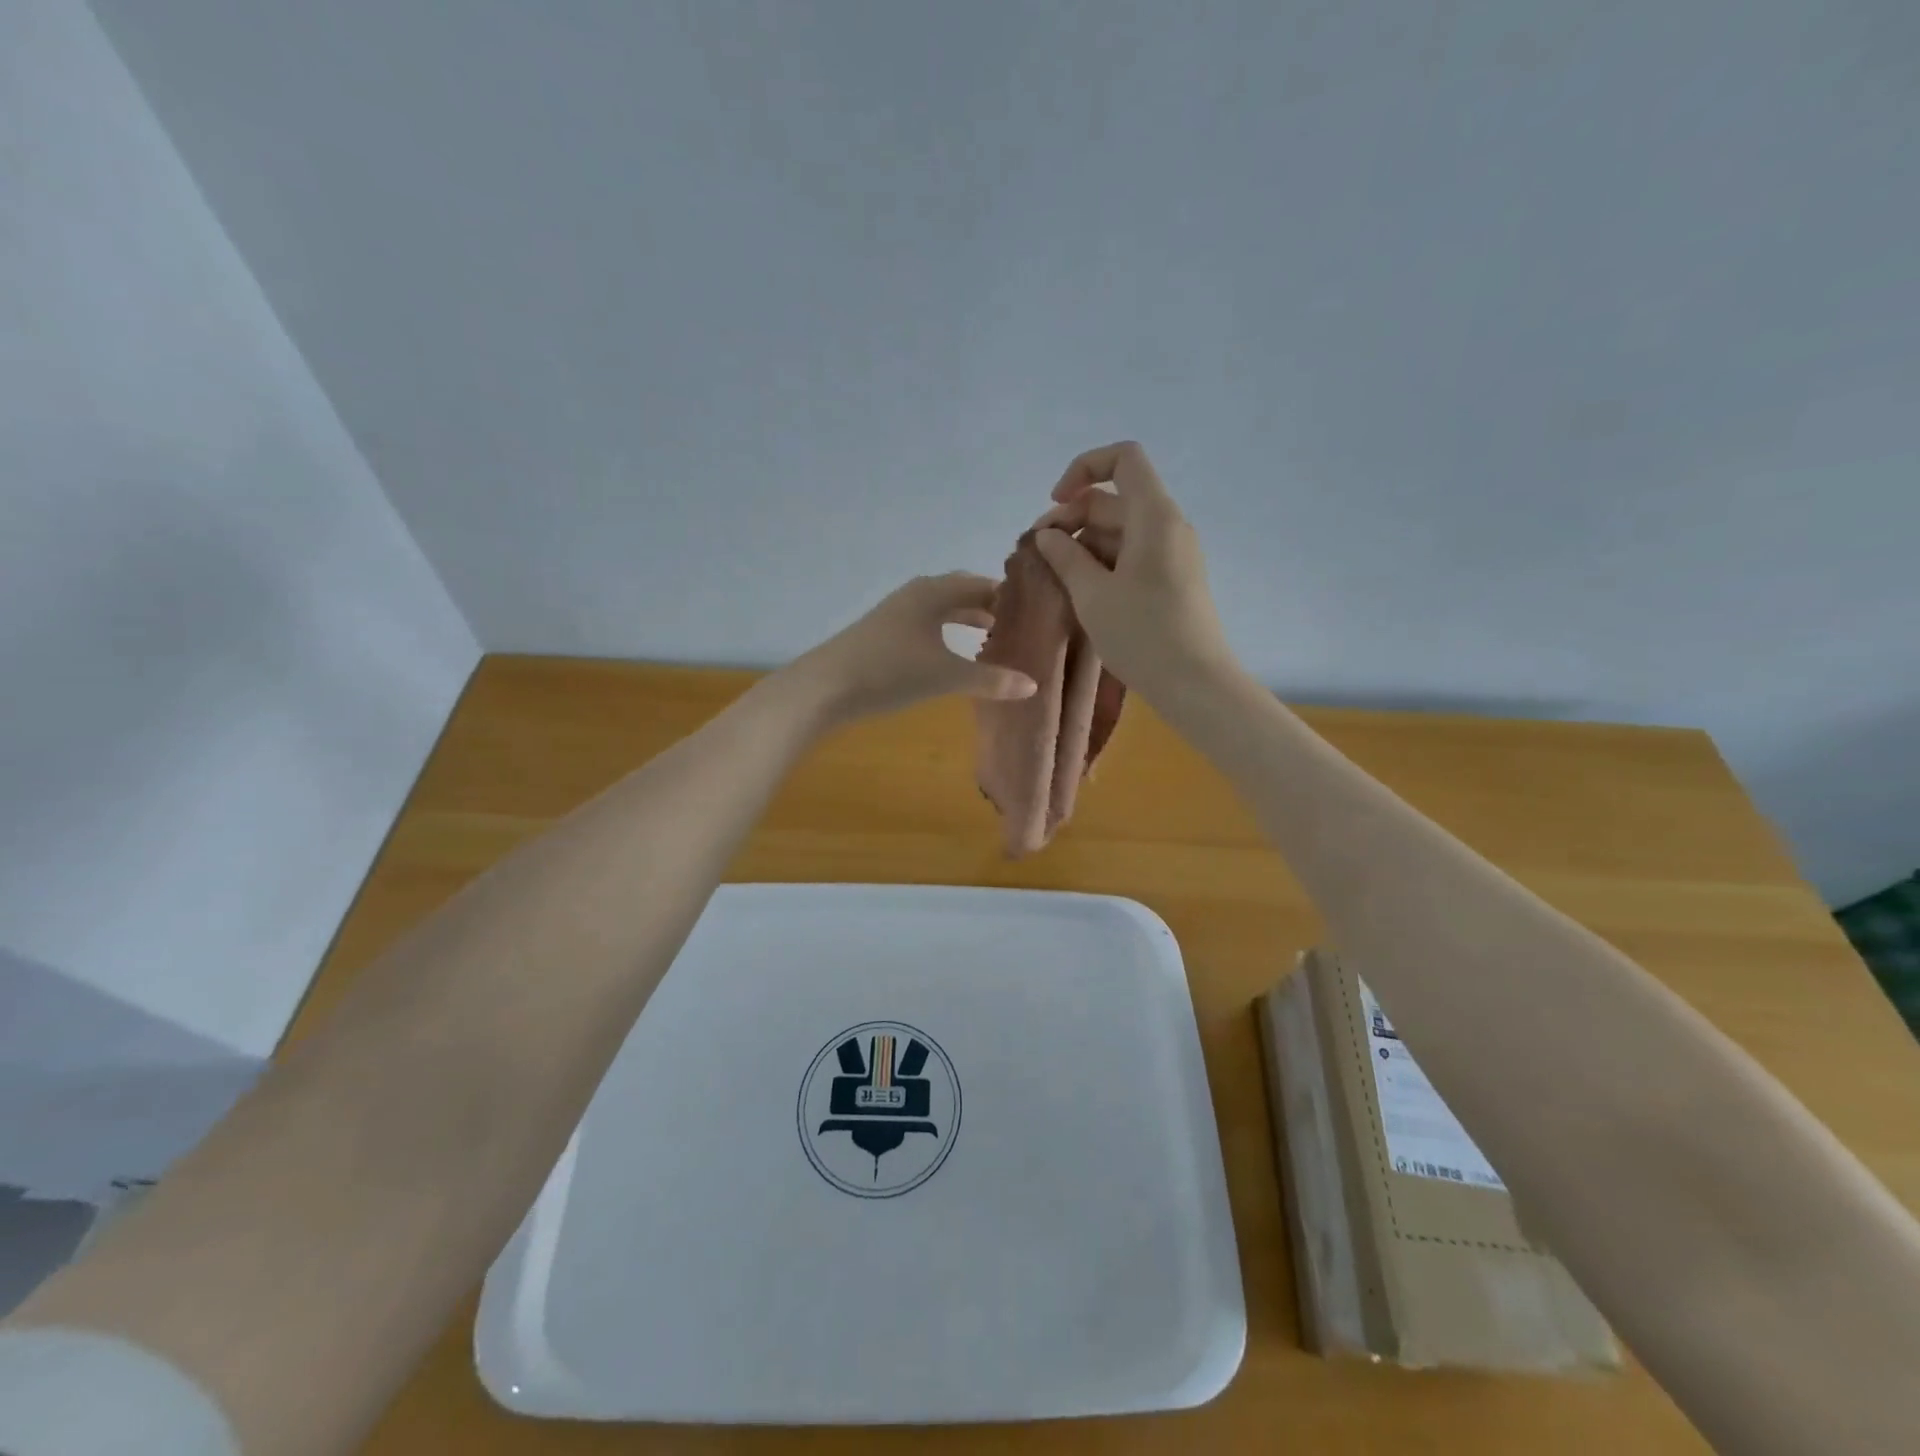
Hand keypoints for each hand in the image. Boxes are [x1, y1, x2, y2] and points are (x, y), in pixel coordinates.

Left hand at [787, 573, 1038, 724]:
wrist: (825, 686)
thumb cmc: (892, 671)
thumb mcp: (946, 676)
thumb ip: (990, 680)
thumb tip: (1033, 685)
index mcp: (934, 592)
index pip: (982, 584)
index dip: (1008, 596)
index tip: (1034, 610)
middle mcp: (916, 593)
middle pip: (960, 592)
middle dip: (988, 606)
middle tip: (1017, 625)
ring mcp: (896, 612)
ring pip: (941, 608)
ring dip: (965, 619)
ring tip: (990, 638)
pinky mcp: (882, 633)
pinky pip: (925, 623)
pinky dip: (945, 632)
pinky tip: (950, 655)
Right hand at [1033, 443, 1237, 698]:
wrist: (1195, 682)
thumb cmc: (1142, 634)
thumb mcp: (1093, 594)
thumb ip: (1066, 556)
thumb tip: (1048, 534)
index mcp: (1154, 516)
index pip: (1124, 458)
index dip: (1084, 469)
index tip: (1057, 503)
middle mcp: (1169, 525)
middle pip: (1117, 498)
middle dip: (1074, 516)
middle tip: (1040, 553)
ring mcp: (1174, 553)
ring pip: (1123, 529)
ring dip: (1086, 543)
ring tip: (1055, 576)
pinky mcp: (1174, 579)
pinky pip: (1134, 554)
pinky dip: (1105, 561)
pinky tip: (1082, 590)